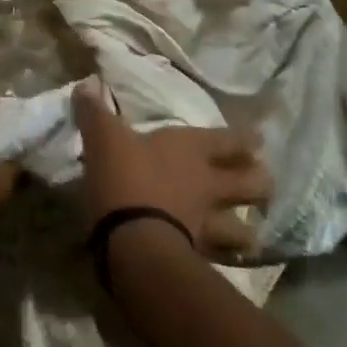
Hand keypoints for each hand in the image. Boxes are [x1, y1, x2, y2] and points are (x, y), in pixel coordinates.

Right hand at [73, 80, 272, 255]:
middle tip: (261, 182)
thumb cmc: (124, 178)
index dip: (246, 139)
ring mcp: (207, 224)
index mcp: (191, 149)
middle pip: (252, 183)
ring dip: (247, 231)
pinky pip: (220, 259)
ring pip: (244, 229)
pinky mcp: (197, 258)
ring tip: (249, 233)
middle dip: (260, 182)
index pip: (231, 140)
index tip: (259, 140)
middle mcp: (208, 184)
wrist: (132, 241)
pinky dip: (224, 260)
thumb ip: (96, 112)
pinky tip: (223, 262)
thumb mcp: (104, 137)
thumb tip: (86, 83)